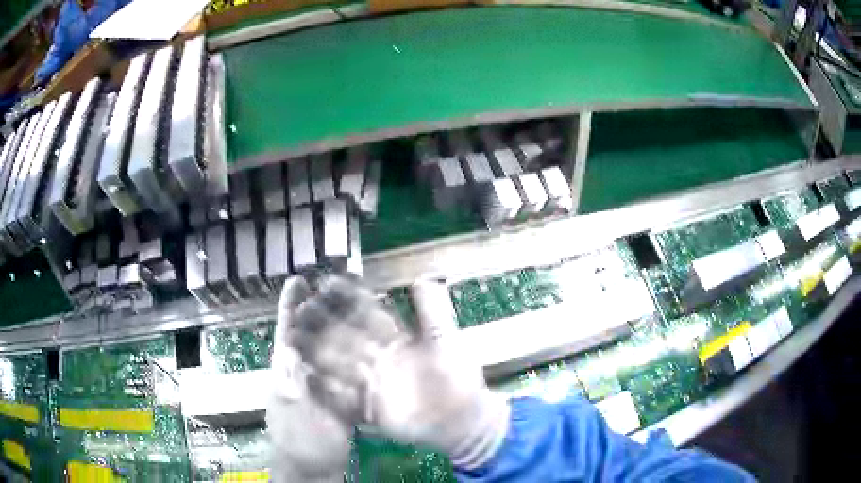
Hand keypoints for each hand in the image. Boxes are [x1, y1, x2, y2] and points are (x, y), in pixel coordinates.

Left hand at [267, 277, 351, 482]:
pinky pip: (352, 369)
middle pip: (313, 332)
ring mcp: (326, 383)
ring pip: (334, 348)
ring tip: (359, 305)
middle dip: (322, 307)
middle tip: (337, 284)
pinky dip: (360, 354)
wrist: (316, 468)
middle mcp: (305, 371)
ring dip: (343, 326)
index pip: (286, 330)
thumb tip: (288, 350)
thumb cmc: (298, 441)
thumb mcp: (292, 414)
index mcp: (287, 370)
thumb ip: (290, 386)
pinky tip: (375, 343)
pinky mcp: (343, 396)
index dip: (290, 305)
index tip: (298, 280)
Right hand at [291, 276, 509, 469]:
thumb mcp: (447, 341)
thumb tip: (421, 277)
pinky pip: (342, 397)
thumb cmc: (459, 378)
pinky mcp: (370, 408)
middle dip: (322, 324)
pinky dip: (324, 389)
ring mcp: (372, 383)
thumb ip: (434, 311)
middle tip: (299, 308)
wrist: (463, 419)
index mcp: (395, 339)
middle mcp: (378, 358)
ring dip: (316, 353)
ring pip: (338, 364)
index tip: (326, 283)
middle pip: (345, 337)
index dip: (347, 299)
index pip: (366, 314)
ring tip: (292, 339)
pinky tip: (305, 379)